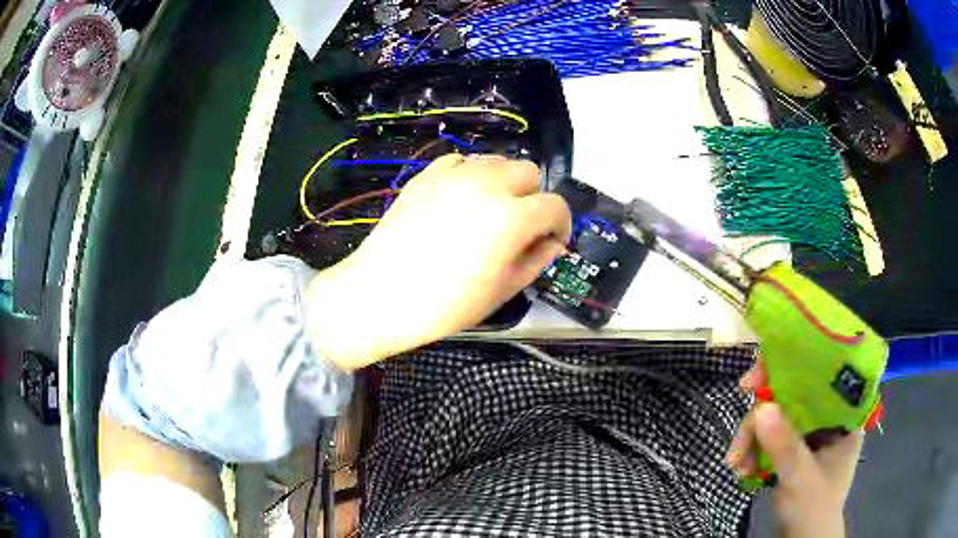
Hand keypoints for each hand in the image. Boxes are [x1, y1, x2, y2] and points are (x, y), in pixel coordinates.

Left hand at [306, 154, 571, 369]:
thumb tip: (552, 245)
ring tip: (490, 211)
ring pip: (495, 161)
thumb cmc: (443, 305)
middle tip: (520, 227)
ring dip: (503, 182)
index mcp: (511, 218)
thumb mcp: (501, 292)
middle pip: (528, 172)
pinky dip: (469, 175)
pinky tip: (459, 200)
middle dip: (533, 197)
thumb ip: (535, 262)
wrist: (379, 296)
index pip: (555, 206)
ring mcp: (452, 176)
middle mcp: (486, 185)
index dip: (561, 224)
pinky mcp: (425, 176)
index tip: (552, 242)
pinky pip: (459, 161)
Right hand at [729, 359, 863, 537]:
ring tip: (737, 464)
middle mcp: (827, 418)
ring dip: (753, 439)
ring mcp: (809, 435)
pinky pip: (771, 438)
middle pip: (792, 398)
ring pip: (778, 419)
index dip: (790, 368)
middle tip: (740, 435)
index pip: (820, 375)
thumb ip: (784, 445)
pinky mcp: (793, 450)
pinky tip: (743, 470)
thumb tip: (760, 407)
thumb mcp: (800, 478)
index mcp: (843, 415)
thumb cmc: (813, 509)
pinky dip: (755, 452)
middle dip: (762, 417)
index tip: (758, 378)